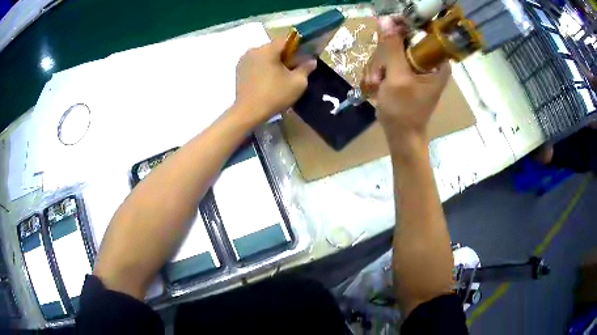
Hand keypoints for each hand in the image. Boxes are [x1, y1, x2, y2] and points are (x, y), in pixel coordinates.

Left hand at [234, 38, 316, 123]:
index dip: (298, 45)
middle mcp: (254, 50)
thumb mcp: (297, 83)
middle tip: (293, 68)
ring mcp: (244, 59)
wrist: (248, 112)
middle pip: (274, 47)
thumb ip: (306, 68)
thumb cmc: (274, 95)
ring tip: (280, 76)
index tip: (304, 55)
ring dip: (273, 61)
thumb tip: (311, 60)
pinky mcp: (239, 69)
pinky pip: (255, 62)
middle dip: (285, 54)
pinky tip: (267, 79)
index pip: (286, 39)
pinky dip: (263, 66)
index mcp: (268, 49)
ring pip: (264, 54)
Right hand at [365, 17, 450, 151]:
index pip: (421, 34)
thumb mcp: (397, 77)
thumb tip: (385, 20)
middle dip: (385, 57)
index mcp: (437, 64)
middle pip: (403, 43)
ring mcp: (417, 70)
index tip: (386, 42)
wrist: (402, 136)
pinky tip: (376, 84)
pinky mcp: (407, 75)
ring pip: (393, 52)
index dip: (401, 32)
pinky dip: (381, 72)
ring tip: (376, 84)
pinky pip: (391, 63)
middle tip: (379, 74)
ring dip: (379, 66)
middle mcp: (430, 64)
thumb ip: (392, 48)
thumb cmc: (404, 110)